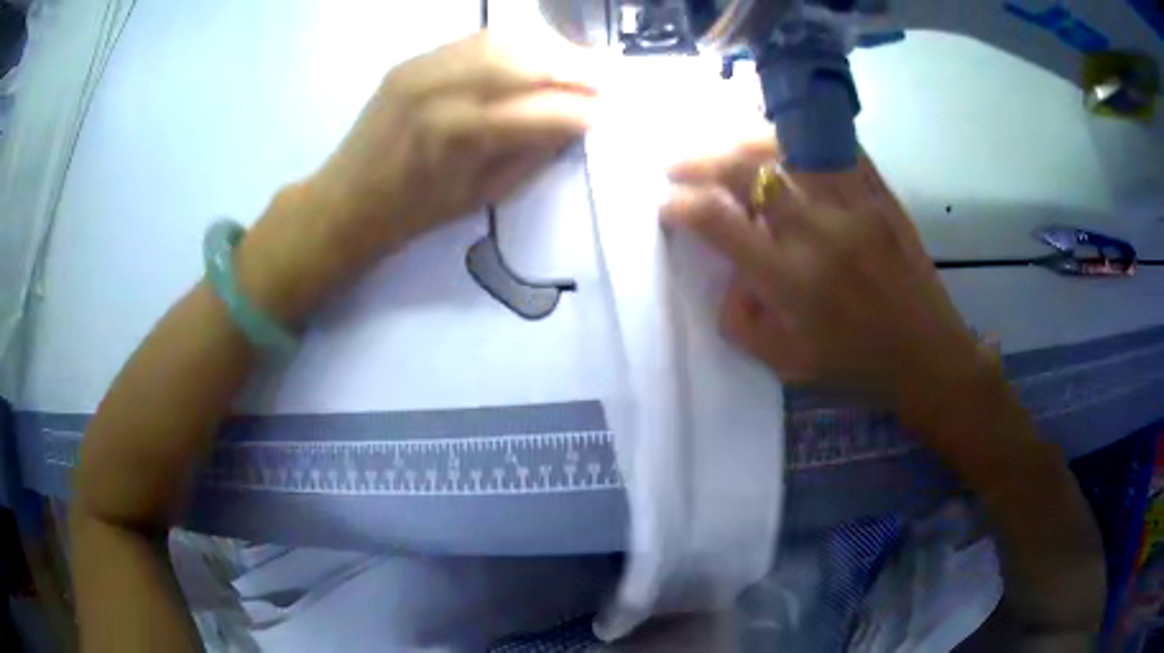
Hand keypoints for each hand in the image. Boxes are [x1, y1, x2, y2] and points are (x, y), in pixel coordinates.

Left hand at [308, 30, 597, 256]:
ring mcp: (424, 68)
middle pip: (529, 62)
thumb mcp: (483, 195)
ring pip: (506, 41)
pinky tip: (534, 57)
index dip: (586, 109)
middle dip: (579, 68)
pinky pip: (476, 41)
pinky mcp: (413, 60)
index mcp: (461, 136)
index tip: (613, 113)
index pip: (545, 109)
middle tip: (608, 80)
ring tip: (578, 65)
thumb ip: (533, 153)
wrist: (346, 200)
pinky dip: (515, 46)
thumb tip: (575, 123)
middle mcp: (443, 90)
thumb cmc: (414, 212)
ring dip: (551, 50)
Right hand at [661, 139, 988, 419]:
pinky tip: (784, 145)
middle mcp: (819, 232)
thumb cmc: (857, 367)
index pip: (718, 221)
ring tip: (726, 149)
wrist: (929, 356)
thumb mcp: (787, 365)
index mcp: (791, 281)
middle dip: (699, 162)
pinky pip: (835, 148)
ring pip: (788, 146)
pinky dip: (801, 139)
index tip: (668, 206)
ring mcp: (854, 206)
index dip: (680, 205)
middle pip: (746, 170)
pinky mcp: (880, 196)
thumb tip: (730, 276)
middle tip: (679, 167)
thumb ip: (742, 323)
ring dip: (744, 141)